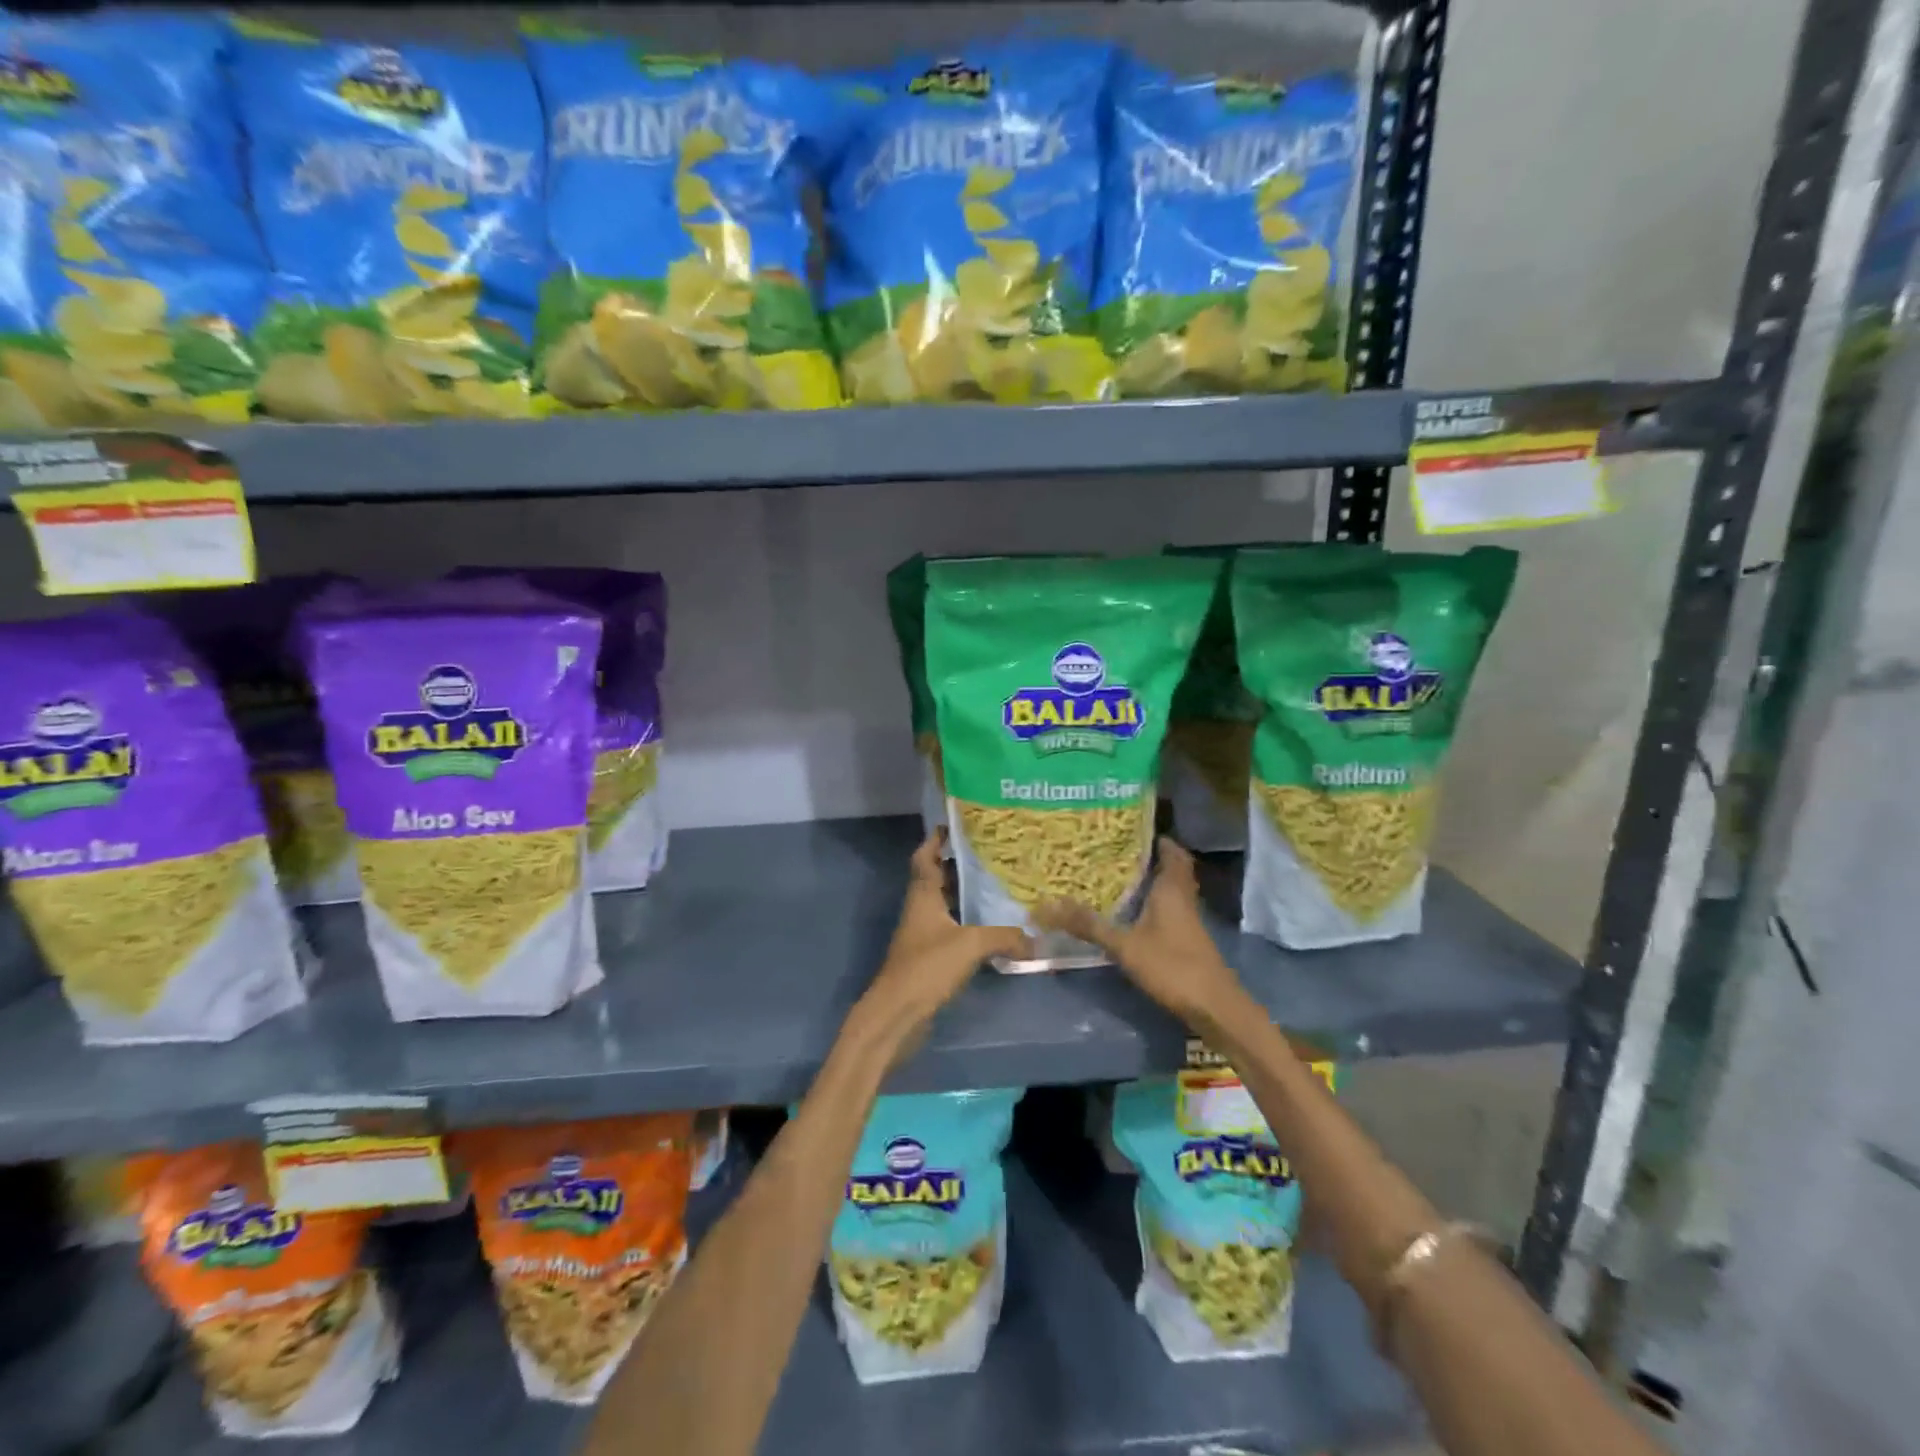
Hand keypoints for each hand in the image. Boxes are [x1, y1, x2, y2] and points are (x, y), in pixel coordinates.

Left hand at [860, 831, 1030, 1038]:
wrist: (897, 1014)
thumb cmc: (927, 967)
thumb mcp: (971, 945)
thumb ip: (1005, 937)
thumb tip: (1036, 940)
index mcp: (922, 895)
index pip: (925, 857)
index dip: (936, 839)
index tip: (956, 825)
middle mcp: (919, 909)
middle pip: (936, 878)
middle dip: (959, 866)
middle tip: (991, 855)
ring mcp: (922, 935)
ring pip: (945, 905)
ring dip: (964, 896)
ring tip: (997, 887)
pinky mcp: (928, 958)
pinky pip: (950, 931)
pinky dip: (968, 925)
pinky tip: (991, 929)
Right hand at [1034, 837, 1242, 1021]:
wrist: (1213, 1007)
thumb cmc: (1172, 966)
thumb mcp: (1124, 945)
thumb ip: (1089, 925)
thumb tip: (1048, 905)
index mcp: (1172, 888)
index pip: (1171, 851)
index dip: (1156, 838)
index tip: (1129, 828)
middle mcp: (1183, 898)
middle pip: (1172, 868)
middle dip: (1149, 858)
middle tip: (1117, 852)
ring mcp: (1188, 920)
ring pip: (1170, 890)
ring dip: (1150, 882)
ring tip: (1116, 876)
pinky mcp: (1187, 940)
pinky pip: (1169, 910)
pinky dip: (1152, 905)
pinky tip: (1130, 913)